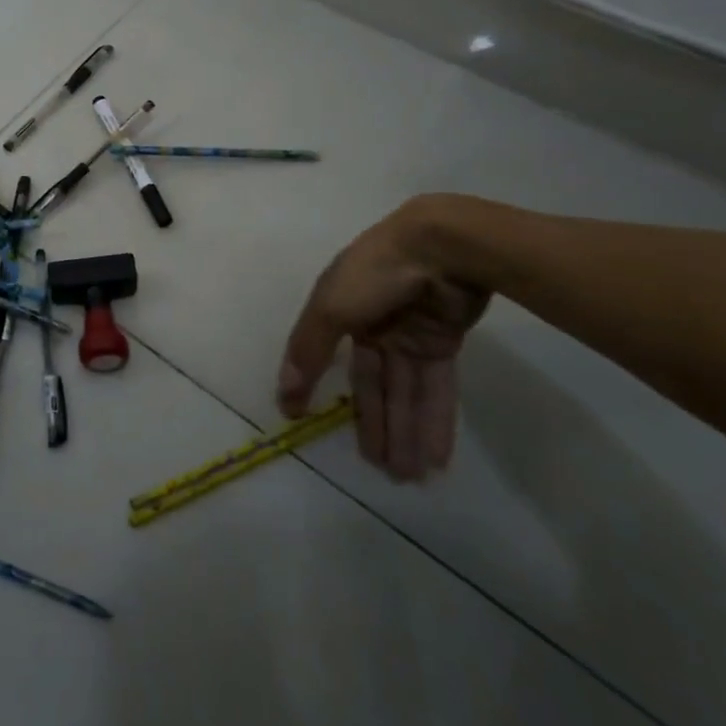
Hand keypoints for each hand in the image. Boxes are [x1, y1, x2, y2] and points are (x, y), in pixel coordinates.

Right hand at [278, 198, 489, 481]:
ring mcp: (408, 333)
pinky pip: (436, 387)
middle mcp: (370, 323)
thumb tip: (283, 392)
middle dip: (376, 426)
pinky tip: (436, 456)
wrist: (440, 247)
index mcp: (338, 309)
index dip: (311, 387)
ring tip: (409, 478)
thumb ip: (308, 350)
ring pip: (405, 391)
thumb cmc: (374, 273)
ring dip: (407, 432)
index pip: (323, 356)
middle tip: (382, 473)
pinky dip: (435, 419)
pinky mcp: (443, 341)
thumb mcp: (330, 307)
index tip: (299, 420)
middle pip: (371, 383)